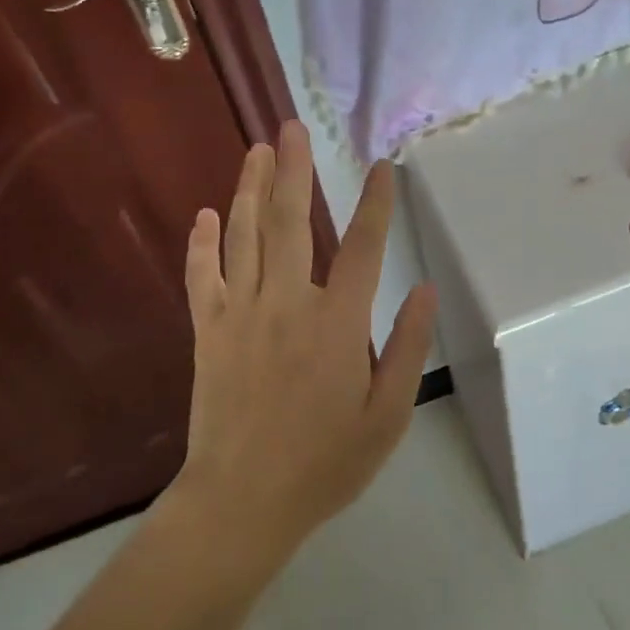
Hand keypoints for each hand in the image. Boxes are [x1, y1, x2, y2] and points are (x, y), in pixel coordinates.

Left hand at [175, 122, 437, 566]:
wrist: (242, 502)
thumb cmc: (325, 462)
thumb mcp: (387, 414)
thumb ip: (408, 347)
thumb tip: (426, 289)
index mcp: (337, 323)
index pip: (364, 247)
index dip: (376, 203)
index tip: (383, 166)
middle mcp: (288, 304)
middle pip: (292, 223)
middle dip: (295, 171)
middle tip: (291, 127)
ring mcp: (240, 314)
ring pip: (245, 237)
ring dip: (251, 190)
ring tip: (257, 151)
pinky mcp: (208, 332)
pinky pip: (203, 277)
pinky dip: (203, 244)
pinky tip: (206, 215)